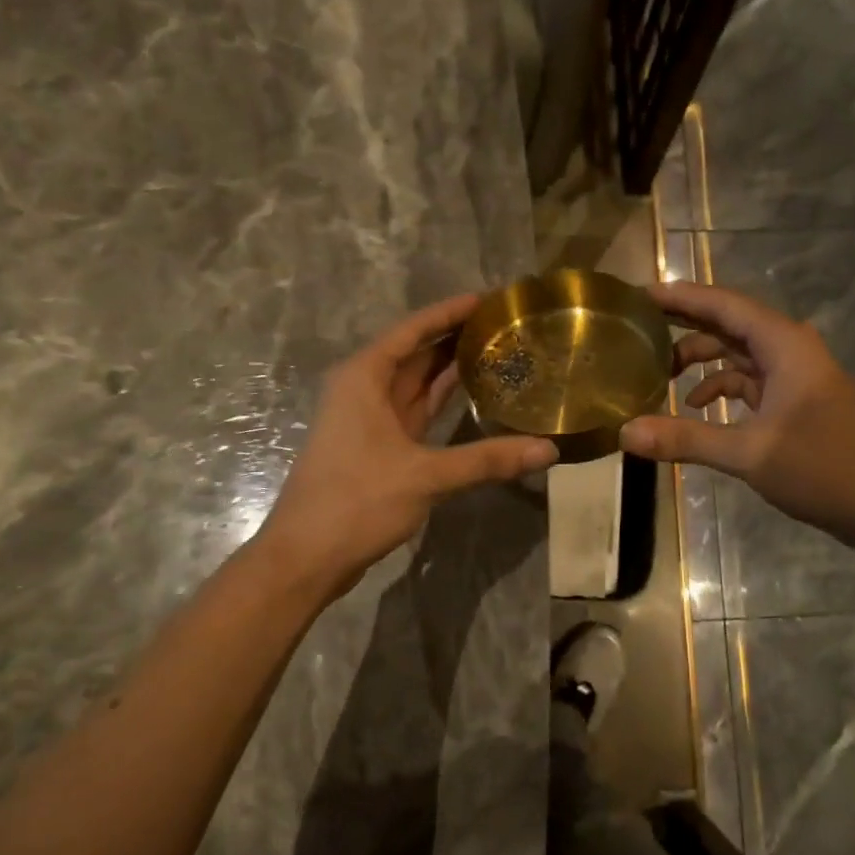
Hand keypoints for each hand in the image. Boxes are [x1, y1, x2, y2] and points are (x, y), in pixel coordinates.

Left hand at [258, 294, 557, 586]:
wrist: (307, 556)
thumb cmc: (356, 501)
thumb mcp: (425, 476)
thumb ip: (487, 459)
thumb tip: (548, 450)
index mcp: (364, 378)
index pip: (413, 330)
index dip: (449, 311)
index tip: (489, 298)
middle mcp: (364, 390)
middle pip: (416, 352)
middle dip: (455, 337)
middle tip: (506, 326)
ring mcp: (370, 420)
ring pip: (416, 382)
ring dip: (450, 368)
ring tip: (498, 352)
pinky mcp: (379, 447)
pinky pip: (415, 411)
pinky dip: (442, 402)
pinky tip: (474, 396)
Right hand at [619, 281, 854, 544]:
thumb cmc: (827, 468)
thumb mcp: (750, 453)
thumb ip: (686, 438)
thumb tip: (625, 432)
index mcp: (784, 345)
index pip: (724, 304)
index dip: (681, 296)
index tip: (639, 294)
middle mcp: (790, 350)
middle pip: (729, 324)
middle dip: (685, 325)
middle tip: (638, 328)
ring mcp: (796, 377)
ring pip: (739, 354)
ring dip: (702, 360)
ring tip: (658, 372)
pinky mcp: (798, 403)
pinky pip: (751, 382)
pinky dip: (722, 388)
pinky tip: (697, 408)